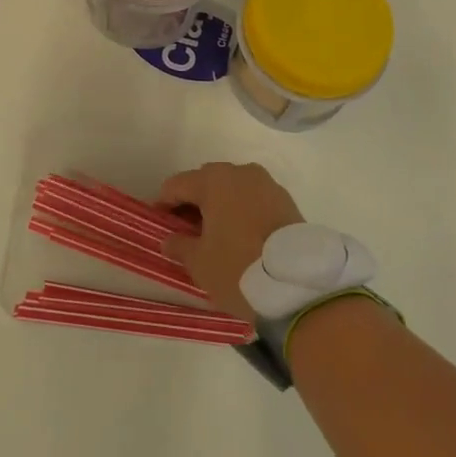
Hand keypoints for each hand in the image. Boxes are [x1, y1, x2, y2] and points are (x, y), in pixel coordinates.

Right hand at [157, 163, 303, 317]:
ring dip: (220, 205)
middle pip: (207, 181)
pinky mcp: (286, 200)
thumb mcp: (199, 263)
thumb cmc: (238, 267)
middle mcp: (241, 173)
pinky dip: (243, 211)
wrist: (297, 283)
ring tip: (216, 234)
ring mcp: (267, 184)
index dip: (164, 203)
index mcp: (214, 180)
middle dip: (193, 202)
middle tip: (186, 230)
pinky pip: (254, 199)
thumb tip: (170, 239)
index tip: (158, 223)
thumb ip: (179, 245)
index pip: (177, 185)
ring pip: (233, 189)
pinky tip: (241, 236)